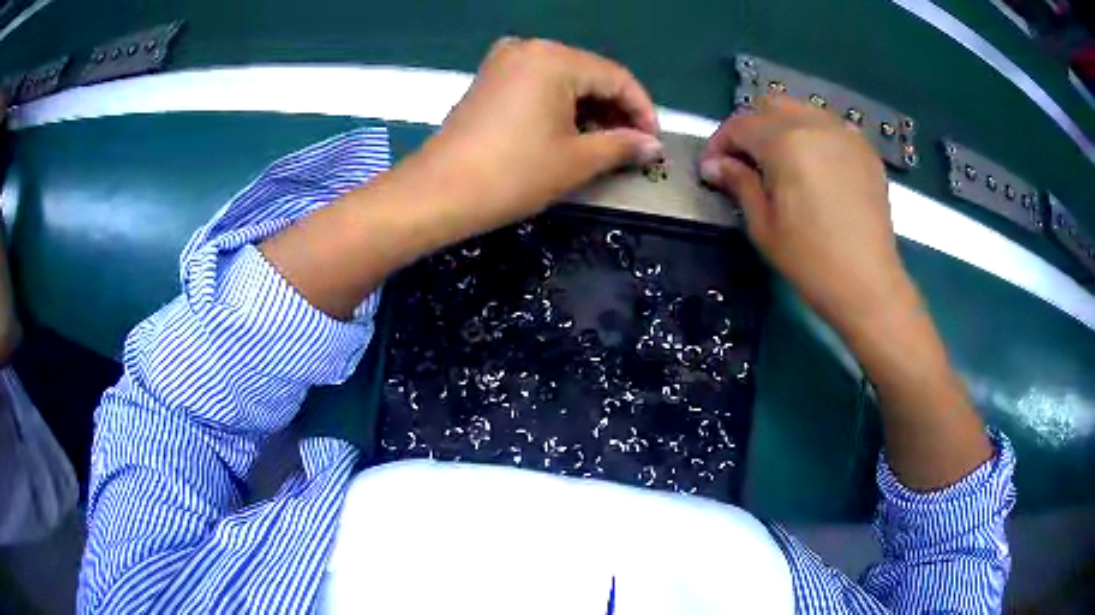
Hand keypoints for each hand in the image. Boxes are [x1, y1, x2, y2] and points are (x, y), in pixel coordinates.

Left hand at [414, 37, 663, 230]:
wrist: (438, 193)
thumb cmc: (513, 174)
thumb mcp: (576, 160)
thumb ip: (622, 145)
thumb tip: (653, 145)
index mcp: (555, 58)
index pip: (617, 77)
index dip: (642, 110)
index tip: (653, 143)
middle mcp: (530, 48)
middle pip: (590, 75)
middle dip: (616, 111)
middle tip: (632, 148)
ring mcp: (504, 61)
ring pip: (564, 80)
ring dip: (589, 110)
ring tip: (605, 145)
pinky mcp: (489, 79)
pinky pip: (538, 85)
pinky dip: (560, 107)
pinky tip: (571, 132)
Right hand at [699, 96, 911, 334]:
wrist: (869, 285)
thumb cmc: (810, 261)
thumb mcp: (763, 225)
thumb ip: (739, 183)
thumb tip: (715, 165)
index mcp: (786, 142)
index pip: (740, 124)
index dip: (719, 143)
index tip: (711, 169)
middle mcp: (815, 125)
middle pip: (771, 106)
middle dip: (751, 128)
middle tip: (744, 162)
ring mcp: (845, 134)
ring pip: (802, 111)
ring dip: (781, 128)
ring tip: (779, 163)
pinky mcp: (865, 151)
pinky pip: (830, 126)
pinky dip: (812, 136)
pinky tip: (813, 166)